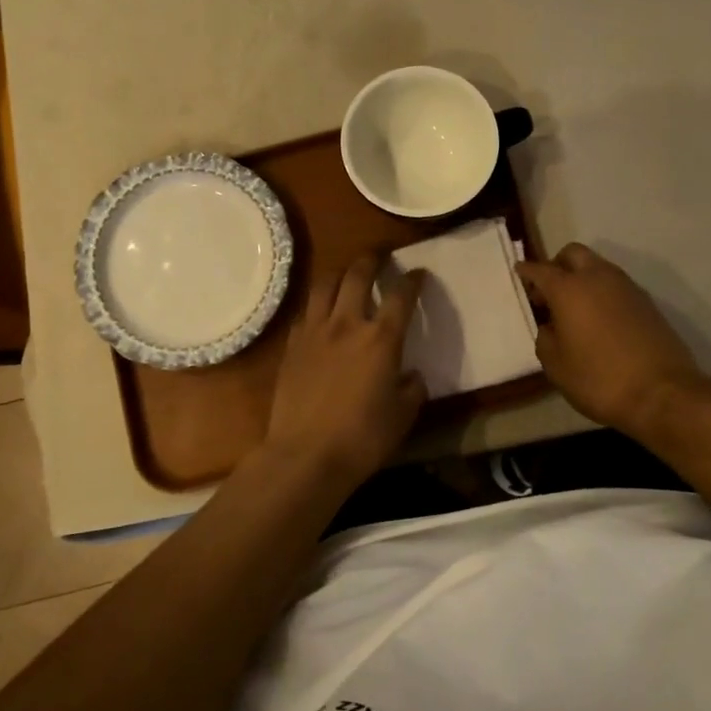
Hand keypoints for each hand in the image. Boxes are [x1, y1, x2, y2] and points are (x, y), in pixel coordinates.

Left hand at [265, 255, 426, 480]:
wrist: (306, 455)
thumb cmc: (363, 438)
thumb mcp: (403, 416)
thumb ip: (412, 389)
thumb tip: (411, 375)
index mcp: (381, 339)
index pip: (401, 296)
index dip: (412, 281)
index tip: (418, 274)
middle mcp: (347, 324)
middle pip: (357, 275)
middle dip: (371, 259)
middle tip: (379, 255)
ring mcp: (315, 332)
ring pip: (325, 285)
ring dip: (339, 272)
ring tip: (347, 273)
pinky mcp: (292, 346)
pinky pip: (305, 313)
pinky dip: (317, 305)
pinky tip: (320, 312)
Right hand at [516, 243, 707, 436]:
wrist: (662, 394)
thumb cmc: (599, 379)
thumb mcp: (556, 366)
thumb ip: (545, 339)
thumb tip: (551, 327)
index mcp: (569, 289)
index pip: (540, 270)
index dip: (527, 271)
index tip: (519, 272)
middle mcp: (598, 278)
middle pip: (573, 254)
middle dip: (557, 265)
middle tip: (548, 293)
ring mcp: (627, 288)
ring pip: (598, 267)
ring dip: (582, 278)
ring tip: (574, 310)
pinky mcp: (647, 303)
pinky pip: (616, 286)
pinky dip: (602, 293)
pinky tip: (599, 320)